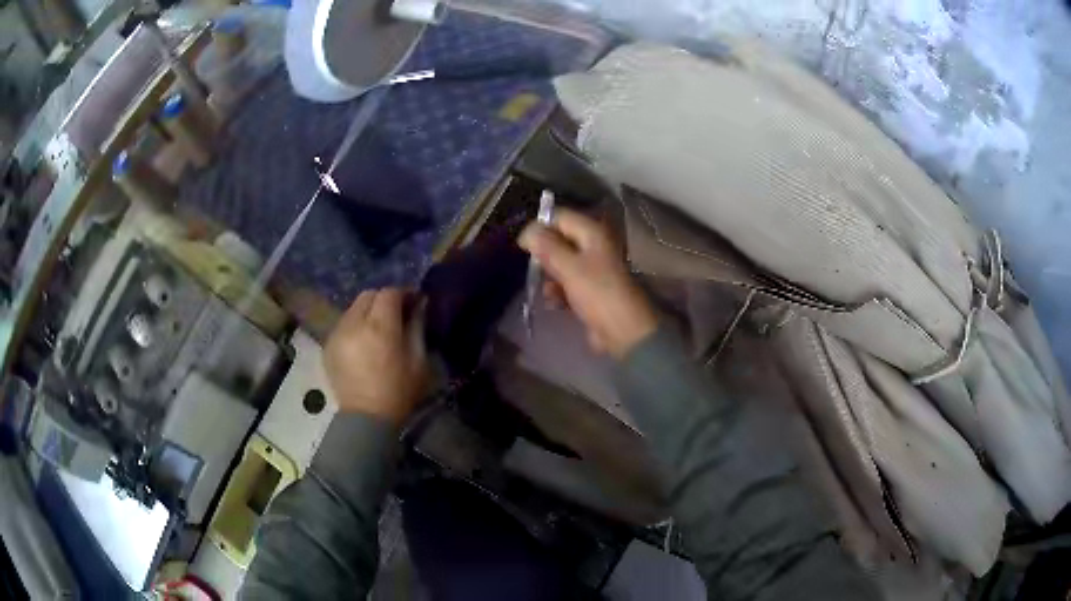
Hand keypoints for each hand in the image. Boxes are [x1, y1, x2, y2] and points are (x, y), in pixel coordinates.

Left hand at [324, 288, 430, 423]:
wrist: (367, 419)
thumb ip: (417, 326)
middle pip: (368, 295)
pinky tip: (363, 343)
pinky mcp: (328, 345)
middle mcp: (354, 323)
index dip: (403, 293)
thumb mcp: (418, 360)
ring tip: (378, 329)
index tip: (414, 303)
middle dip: (383, 300)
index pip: (389, 293)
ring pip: (353, 308)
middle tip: (396, 314)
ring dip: (367, 312)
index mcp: (379, 326)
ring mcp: (337, 333)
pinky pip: (343, 324)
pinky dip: (354, 326)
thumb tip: (420, 304)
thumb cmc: (399, 392)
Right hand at [519, 209, 657, 358]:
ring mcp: (592, 269)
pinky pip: (567, 283)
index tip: (524, 245)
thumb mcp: (569, 267)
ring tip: (546, 291)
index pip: (560, 217)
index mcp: (592, 233)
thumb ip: (546, 246)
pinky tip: (554, 303)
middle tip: (534, 269)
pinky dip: (558, 291)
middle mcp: (593, 246)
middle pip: (559, 241)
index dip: (540, 227)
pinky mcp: (590, 290)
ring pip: (561, 264)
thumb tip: (526, 231)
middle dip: (543, 255)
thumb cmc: (597, 293)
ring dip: (549, 277)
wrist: (623, 330)